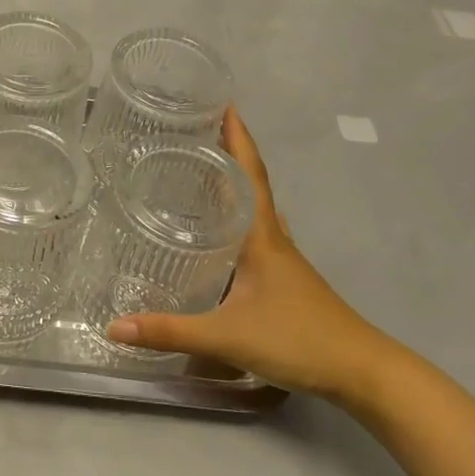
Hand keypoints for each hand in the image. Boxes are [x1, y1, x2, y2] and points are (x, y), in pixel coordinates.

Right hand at [104, 108, 403, 403]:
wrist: (361, 372)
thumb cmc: (298, 339)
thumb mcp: (227, 335)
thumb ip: (170, 331)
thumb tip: (113, 327)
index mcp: (262, 237)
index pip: (249, 173)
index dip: (238, 138)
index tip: (224, 103)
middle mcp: (274, 239)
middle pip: (251, 184)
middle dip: (227, 154)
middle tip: (194, 133)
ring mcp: (284, 261)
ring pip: (255, 211)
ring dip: (234, 186)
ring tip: (201, 174)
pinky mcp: (285, 281)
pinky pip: (256, 236)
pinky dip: (238, 221)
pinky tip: (221, 236)